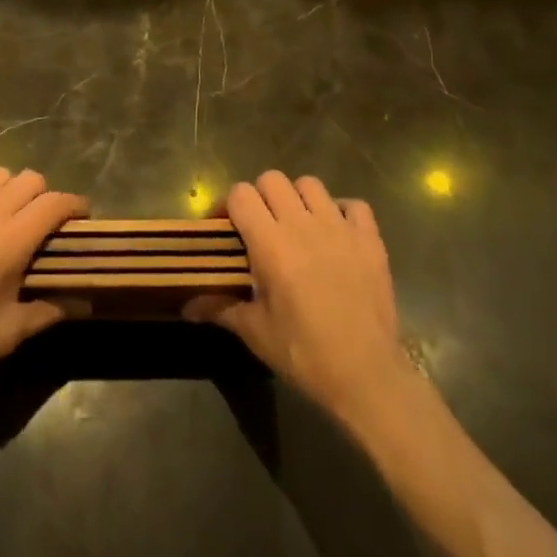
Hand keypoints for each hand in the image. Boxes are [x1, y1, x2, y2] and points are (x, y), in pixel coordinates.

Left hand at [0, 167, 85, 406]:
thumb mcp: (8, 333)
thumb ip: (47, 312)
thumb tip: (80, 304)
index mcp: (10, 239)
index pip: (54, 203)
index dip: (75, 205)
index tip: (84, 217)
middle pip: (29, 179)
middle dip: (45, 196)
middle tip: (45, 225)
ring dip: (11, 191)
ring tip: (9, 219)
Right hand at [186, 172, 416, 422]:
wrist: (367, 377)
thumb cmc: (305, 354)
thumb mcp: (256, 333)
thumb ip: (220, 308)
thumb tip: (186, 306)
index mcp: (271, 244)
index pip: (241, 194)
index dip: (229, 206)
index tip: (225, 229)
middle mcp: (303, 225)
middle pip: (272, 179)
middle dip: (260, 197)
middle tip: (259, 227)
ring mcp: (340, 228)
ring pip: (310, 184)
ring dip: (298, 198)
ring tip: (297, 226)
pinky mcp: (370, 239)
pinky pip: (353, 205)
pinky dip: (341, 211)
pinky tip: (335, 233)